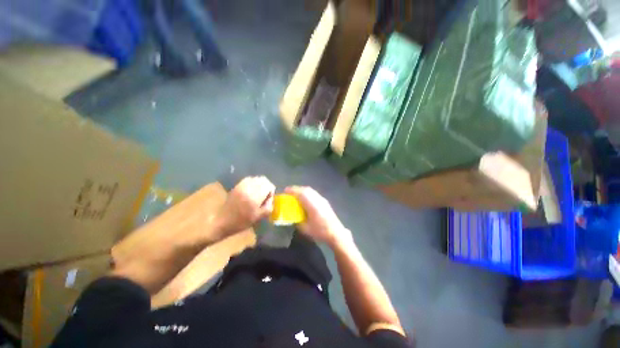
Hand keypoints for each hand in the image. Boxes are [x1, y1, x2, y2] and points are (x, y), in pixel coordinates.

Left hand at [217, 176, 274, 236]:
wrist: (222, 222)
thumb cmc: (242, 222)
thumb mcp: (259, 217)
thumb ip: (269, 206)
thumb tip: (270, 198)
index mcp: (254, 197)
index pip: (268, 185)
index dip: (271, 191)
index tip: (268, 199)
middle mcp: (248, 188)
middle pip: (263, 180)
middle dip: (267, 186)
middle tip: (265, 195)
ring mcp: (241, 186)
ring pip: (256, 178)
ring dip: (260, 184)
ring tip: (258, 193)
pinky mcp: (237, 186)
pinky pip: (248, 179)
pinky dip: (253, 183)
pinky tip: (251, 190)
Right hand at [285, 186, 351, 246]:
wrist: (336, 233)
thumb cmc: (320, 231)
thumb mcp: (305, 229)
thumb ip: (297, 221)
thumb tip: (292, 217)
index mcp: (312, 205)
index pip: (302, 193)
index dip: (293, 190)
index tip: (285, 190)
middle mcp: (318, 199)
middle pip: (306, 189)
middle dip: (297, 189)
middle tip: (289, 192)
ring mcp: (322, 200)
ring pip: (311, 191)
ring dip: (302, 190)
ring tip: (295, 195)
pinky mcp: (325, 202)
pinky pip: (314, 194)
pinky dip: (307, 193)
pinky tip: (305, 199)